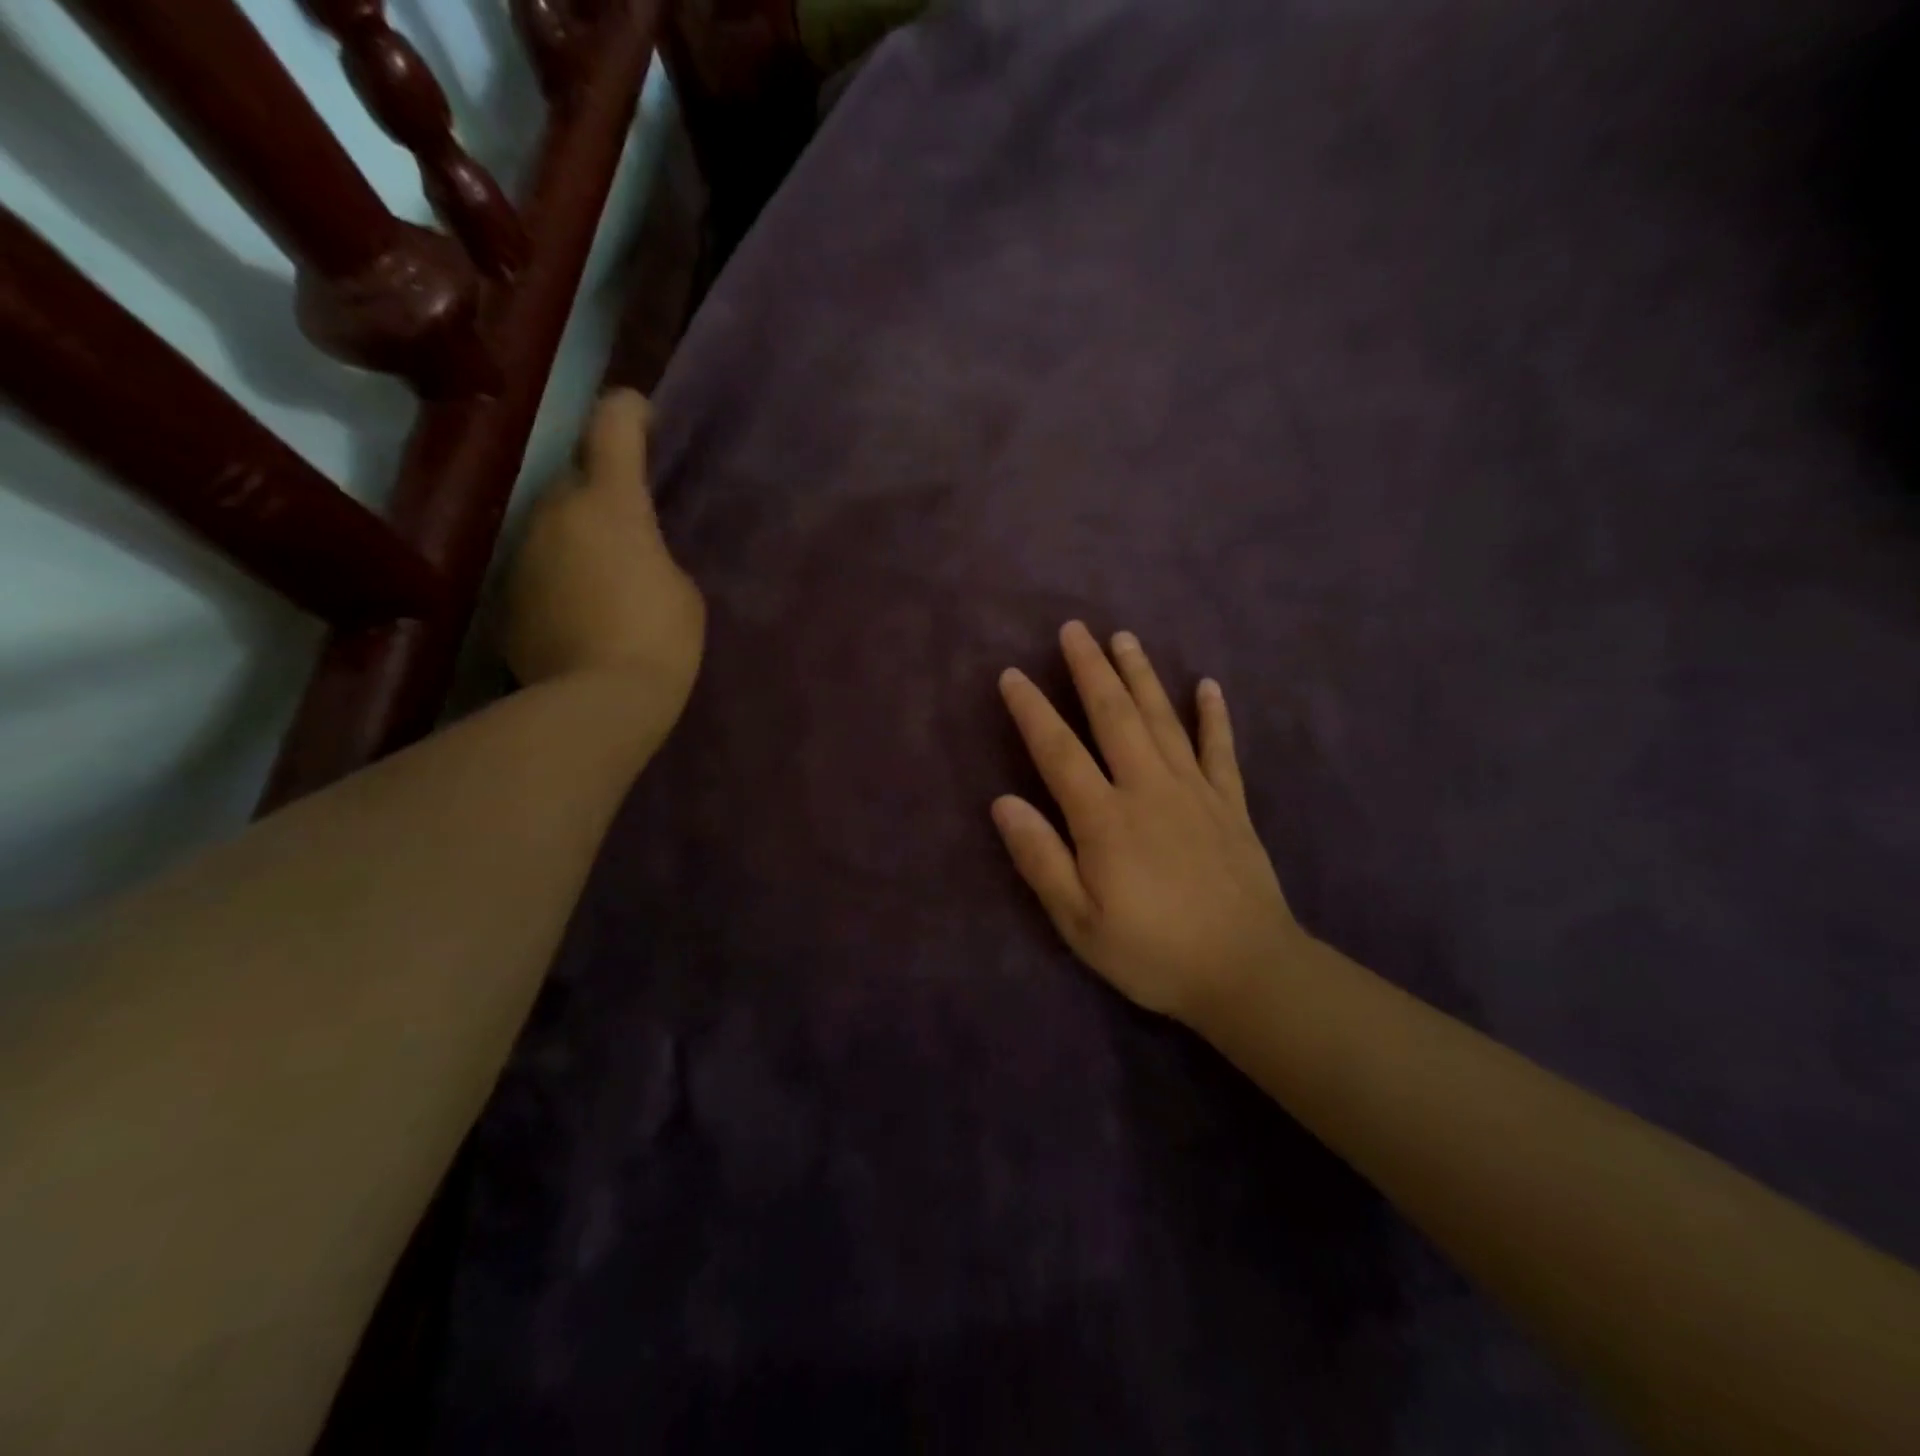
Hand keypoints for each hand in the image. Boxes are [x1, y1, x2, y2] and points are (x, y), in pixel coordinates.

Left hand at [502, 390, 704, 709]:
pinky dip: (561, 575)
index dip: (628, 410)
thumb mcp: (682, 589)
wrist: (596, 703)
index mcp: (611, 502)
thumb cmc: (659, 638)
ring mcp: (522, 552)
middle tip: (635, 521)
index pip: (612, 426)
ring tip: (609, 572)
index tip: (642, 412)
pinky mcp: (505, 594)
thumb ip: (655, 552)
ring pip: (554, 522)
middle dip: (604, 488)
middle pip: (577, 477)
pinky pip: (540, 566)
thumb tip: (627, 550)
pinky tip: (583, 611)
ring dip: (580, 534)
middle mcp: (555, 511)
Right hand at [994, 622, 1304, 1025]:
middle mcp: (1148, 788)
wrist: (1247, 971)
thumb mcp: (1079, 922)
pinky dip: (1214, 715)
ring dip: (1141, 675)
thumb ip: (1040, 859)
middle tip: (1074, 629)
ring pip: (1163, 719)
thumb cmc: (1153, 952)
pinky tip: (1208, 685)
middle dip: (1090, 669)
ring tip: (1124, 637)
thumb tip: (1003, 802)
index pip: (1058, 751)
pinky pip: (1221, 749)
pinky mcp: (1230, 804)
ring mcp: (1195, 791)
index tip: (1012, 675)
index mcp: (1105, 818)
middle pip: (1114, 716)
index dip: (1031, 710)